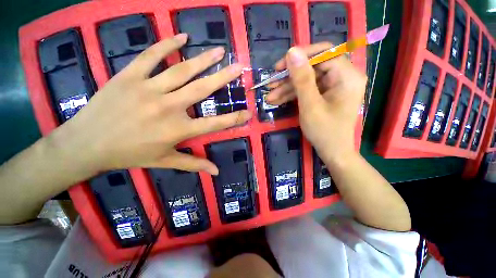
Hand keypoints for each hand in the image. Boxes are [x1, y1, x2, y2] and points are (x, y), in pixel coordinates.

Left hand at [50, 34, 250, 175]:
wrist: (87, 144)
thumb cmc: (129, 154)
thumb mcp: (165, 161)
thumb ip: (194, 164)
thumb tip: (216, 172)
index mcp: (178, 130)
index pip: (215, 124)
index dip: (234, 118)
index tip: (248, 112)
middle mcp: (168, 107)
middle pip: (202, 89)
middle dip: (224, 78)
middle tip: (239, 67)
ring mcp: (148, 89)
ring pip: (181, 70)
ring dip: (203, 59)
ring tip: (219, 50)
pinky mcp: (129, 76)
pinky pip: (151, 56)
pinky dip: (168, 45)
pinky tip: (183, 37)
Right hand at [266, 43, 365, 161]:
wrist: (332, 151)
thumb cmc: (324, 131)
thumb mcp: (310, 105)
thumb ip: (301, 79)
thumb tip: (292, 51)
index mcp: (347, 76)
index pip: (324, 53)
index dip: (300, 57)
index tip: (279, 67)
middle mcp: (343, 77)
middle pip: (312, 67)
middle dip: (289, 77)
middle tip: (270, 84)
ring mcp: (334, 86)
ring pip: (307, 79)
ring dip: (287, 88)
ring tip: (270, 97)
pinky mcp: (325, 94)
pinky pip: (307, 89)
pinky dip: (293, 94)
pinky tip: (277, 100)